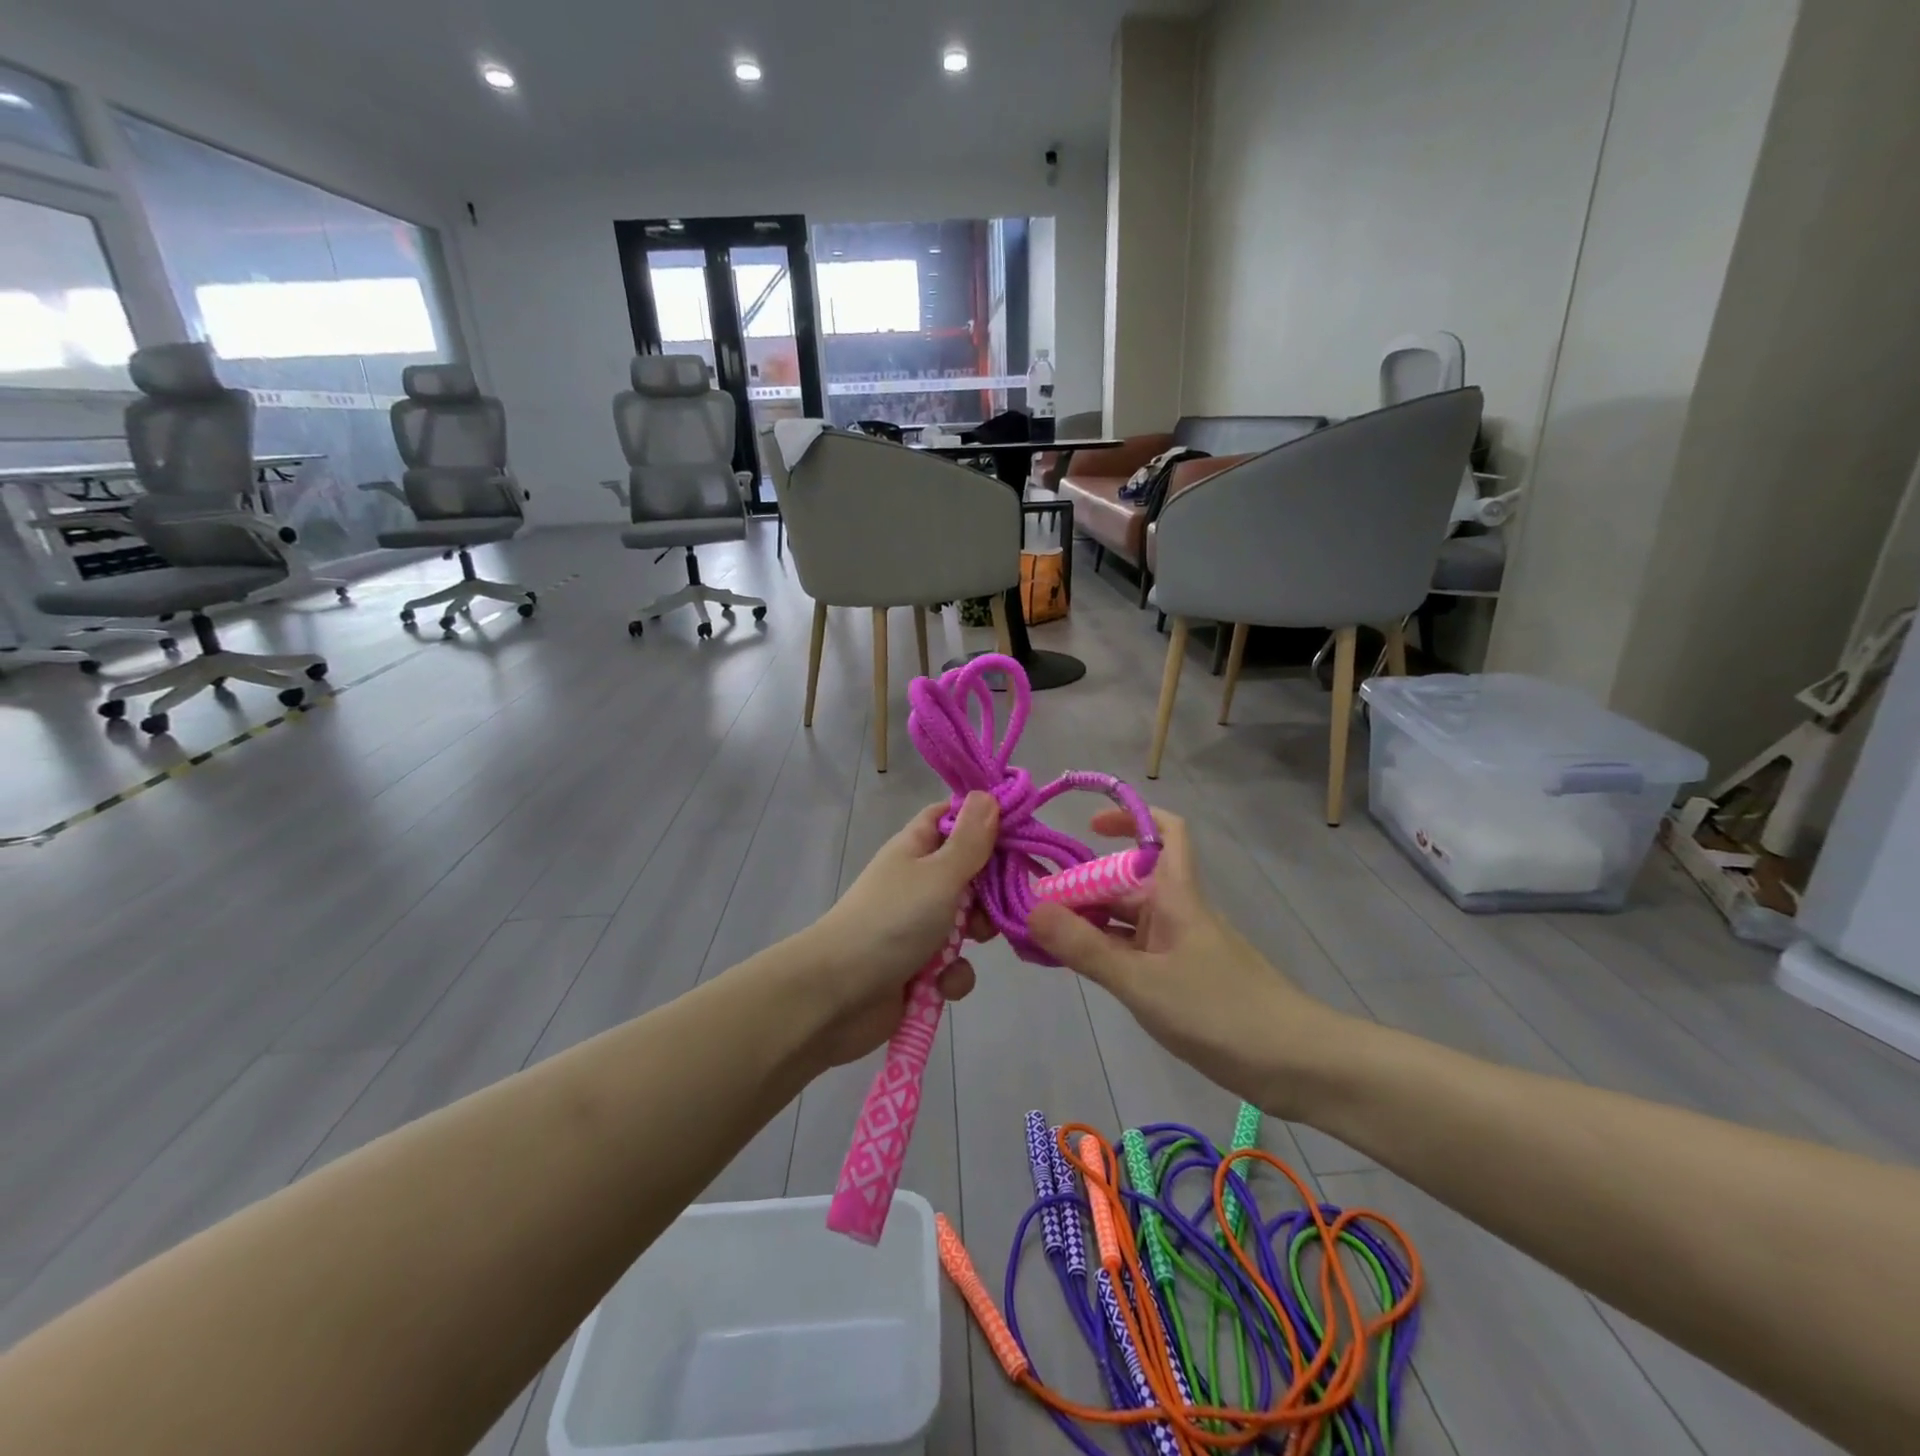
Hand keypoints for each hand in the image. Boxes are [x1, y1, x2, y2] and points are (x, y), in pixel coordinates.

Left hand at [798, 793, 999, 1067]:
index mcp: (916, 848)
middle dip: (991, 889)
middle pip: (971, 872)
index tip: (1021, 830)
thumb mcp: (938, 874)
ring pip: (968, 922)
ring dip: (976, 935)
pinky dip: (952, 975)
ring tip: (972, 943)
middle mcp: (918, 882)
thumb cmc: (892, 921)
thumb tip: (987, 794)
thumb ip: (970, 841)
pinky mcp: (920, 969)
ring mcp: (918, 926)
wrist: (837, 995)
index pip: (953, 818)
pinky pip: (953, 965)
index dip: (985, 820)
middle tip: (1004, 898)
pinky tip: (941, 983)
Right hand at [1027, 807, 1345, 1116]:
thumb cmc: (1220, 1011)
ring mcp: (1181, 946)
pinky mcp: (1183, 978)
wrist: (1296, 1064)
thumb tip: (1031, 910)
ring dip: (1089, 921)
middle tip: (1033, 904)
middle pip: (1127, 880)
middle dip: (1082, 884)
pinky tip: (1079, 966)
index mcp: (1175, 895)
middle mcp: (1177, 911)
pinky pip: (1135, 950)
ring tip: (1041, 936)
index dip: (1130, 816)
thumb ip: (1086, 948)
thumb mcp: (1143, 981)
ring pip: (1127, 918)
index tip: (1088, 827)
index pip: (1164, 831)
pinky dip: (1105, 951)